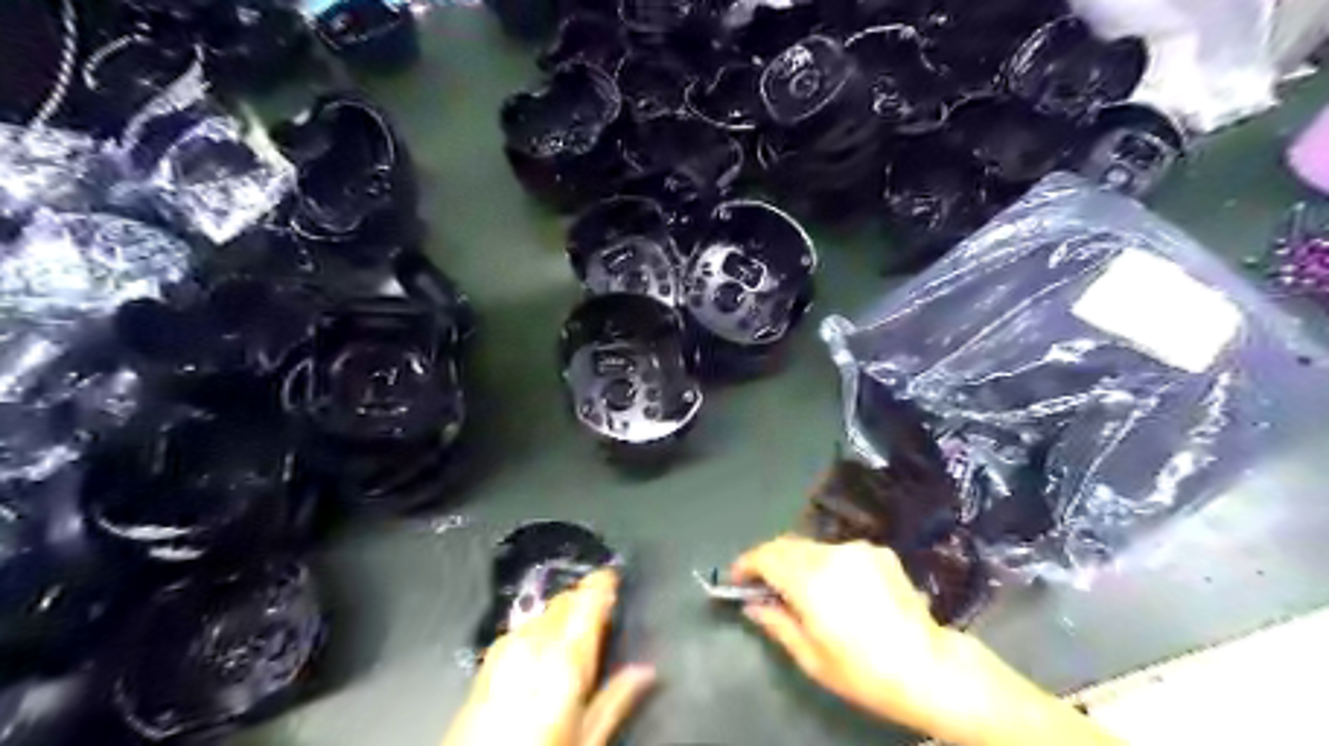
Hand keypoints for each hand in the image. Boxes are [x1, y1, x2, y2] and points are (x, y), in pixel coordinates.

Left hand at [442, 572, 654, 745]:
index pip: (588, 599)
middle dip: (584, 599)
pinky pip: (522, 627)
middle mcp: (534, 642)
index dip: (603, 582)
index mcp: (564, 657)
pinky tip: (542, 650)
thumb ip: (615, 699)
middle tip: (603, 612)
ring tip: (574, 633)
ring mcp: (506, 648)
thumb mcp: (585, 739)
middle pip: (565, 600)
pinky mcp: (487, 661)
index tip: (615, 576)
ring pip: (542, 610)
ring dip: (561, 613)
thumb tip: (646, 671)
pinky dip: (539, 627)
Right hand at [731, 537, 1113, 745]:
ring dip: (799, 561)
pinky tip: (841, 589)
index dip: (745, 563)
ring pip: (813, 546)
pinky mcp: (879, 551)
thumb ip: (776, 622)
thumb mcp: (811, 657)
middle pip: (787, 545)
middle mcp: (831, 553)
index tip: (736, 578)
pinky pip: (841, 552)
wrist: (929, 667)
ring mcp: (858, 549)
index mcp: (810, 579)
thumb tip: (751, 603)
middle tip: (764, 585)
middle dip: (770, 560)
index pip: (765, 555)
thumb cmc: (863, 671)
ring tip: (803, 590)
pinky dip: (828, 563)